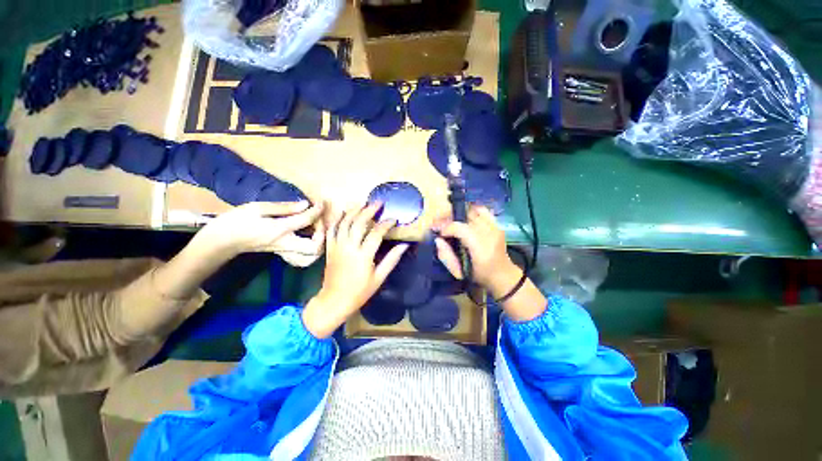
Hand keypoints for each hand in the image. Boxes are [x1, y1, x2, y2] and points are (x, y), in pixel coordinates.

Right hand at [192, 201, 324, 266]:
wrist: (220, 243)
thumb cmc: (235, 222)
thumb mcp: (256, 208)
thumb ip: (283, 207)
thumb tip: (305, 205)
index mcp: (279, 230)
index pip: (306, 220)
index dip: (317, 210)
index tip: (321, 203)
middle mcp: (285, 244)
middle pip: (315, 248)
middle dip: (323, 234)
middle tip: (319, 222)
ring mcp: (284, 252)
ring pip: (311, 257)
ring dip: (319, 244)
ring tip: (317, 231)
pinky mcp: (282, 255)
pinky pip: (303, 260)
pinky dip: (311, 252)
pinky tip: (309, 239)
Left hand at [302, 203, 407, 337]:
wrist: (334, 301)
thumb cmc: (360, 292)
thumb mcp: (379, 277)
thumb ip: (392, 259)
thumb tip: (404, 245)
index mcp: (363, 256)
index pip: (376, 233)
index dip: (386, 224)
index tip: (394, 219)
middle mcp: (349, 247)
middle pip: (358, 223)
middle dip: (369, 210)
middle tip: (378, 202)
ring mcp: (337, 246)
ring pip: (344, 223)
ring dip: (353, 210)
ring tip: (363, 203)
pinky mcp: (329, 248)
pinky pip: (331, 229)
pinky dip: (337, 219)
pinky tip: (343, 211)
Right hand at [434, 205, 520, 297]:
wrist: (502, 274)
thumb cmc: (479, 275)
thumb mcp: (459, 272)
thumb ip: (446, 256)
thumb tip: (437, 240)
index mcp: (480, 247)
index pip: (459, 228)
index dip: (445, 227)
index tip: (437, 232)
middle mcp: (489, 233)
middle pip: (465, 216)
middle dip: (449, 217)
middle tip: (439, 223)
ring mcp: (495, 227)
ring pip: (473, 211)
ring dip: (458, 214)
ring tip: (449, 219)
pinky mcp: (497, 224)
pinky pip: (482, 210)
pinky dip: (471, 210)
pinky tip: (464, 216)